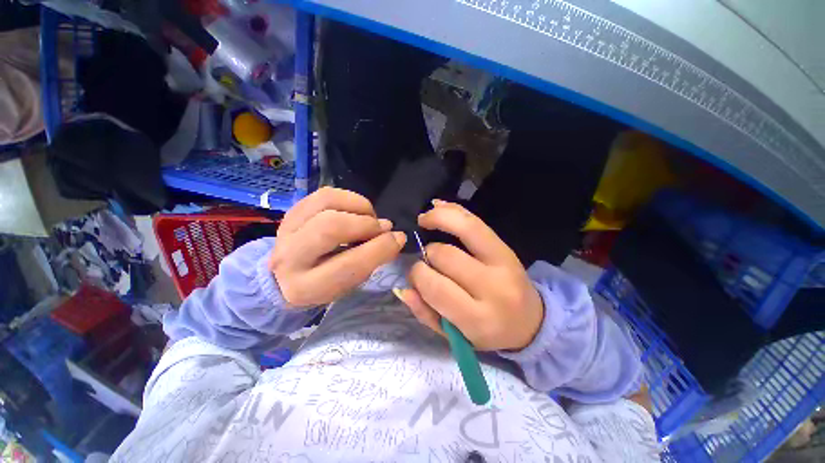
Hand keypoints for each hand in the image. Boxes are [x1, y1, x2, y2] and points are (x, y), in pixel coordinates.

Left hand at [270, 187, 406, 306]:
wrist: (285, 277)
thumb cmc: (324, 284)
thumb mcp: (349, 284)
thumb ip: (371, 262)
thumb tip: (393, 236)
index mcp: (306, 288)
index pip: (350, 264)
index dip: (380, 248)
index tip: (398, 238)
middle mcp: (289, 257)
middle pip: (332, 227)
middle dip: (366, 224)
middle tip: (383, 228)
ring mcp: (286, 229)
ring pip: (327, 202)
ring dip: (359, 207)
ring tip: (370, 217)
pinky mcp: (292, 211)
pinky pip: (325, 193)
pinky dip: (350, 198)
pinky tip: (358, 210)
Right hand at [395, 200, 544, 350]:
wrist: (531, 323)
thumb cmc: (488, 333)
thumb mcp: (454, 336)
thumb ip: (426, 314)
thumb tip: (403, 288)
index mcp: (479, 318)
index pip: (436, 286)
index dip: (418, 275)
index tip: (415, 274)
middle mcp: (494, 287)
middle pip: (446, 255)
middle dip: (427, 253)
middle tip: (426, 258)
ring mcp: (504, 262)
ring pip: (464, 228)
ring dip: (438, 220)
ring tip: (424, 220)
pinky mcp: (507, 247)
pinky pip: (477, 221)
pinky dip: (454, 210)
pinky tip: (438, 207)